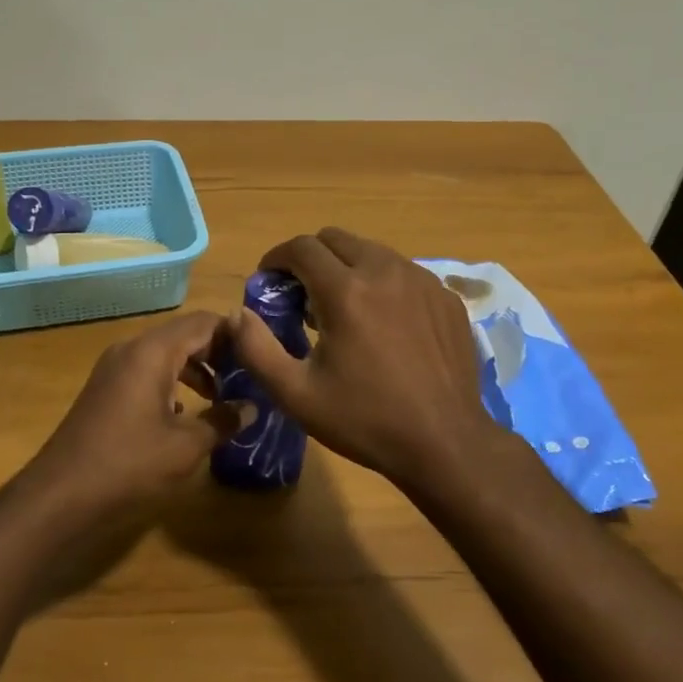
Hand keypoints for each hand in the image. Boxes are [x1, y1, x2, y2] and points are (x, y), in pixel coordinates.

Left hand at [19, 310, 244, 529]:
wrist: (60, 494)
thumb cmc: (128, 464)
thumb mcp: (185, 446)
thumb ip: (222, 421)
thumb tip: (251, 407)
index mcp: (153, 351)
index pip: (203, 322)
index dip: (235, 334)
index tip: (261, 355)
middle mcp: (132, 349)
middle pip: (184, 334)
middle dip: (217, 352)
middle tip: (248, 376)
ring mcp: (114, 368)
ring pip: (165, 353)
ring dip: (195, 369)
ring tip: (222, 397)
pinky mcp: (105, 388)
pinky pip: (147, 371)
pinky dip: (171, 382)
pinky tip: (184, 414)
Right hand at [229, 228, 504, 486]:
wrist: (445, 443)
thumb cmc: (365, 420)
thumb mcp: (296, 394)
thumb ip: (255, 348)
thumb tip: (236, 315)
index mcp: (345, 291)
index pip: (301, 247)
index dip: (276, 258)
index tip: (268, 281)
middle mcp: (385, 271)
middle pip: (336, 238)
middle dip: (310, 258)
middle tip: (302, 295)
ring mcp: (422, 281)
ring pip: (372, 251)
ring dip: (347, 267)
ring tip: (342, 308)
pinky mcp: (445, 297)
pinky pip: (404, 272)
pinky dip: (382, 283)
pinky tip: (383, 322)